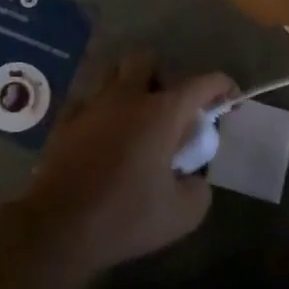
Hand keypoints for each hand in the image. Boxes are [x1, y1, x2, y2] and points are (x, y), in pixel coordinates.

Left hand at [9, 55, 230, 284]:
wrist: (59, 227)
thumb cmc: (126, 217)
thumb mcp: (183, 214)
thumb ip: (199, 188)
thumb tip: (193, 177)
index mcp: (162, 113)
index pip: (201, 83)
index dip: (221, 86)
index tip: (230, 98)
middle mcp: (127, 97)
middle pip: (147, 61)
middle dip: (164, 76)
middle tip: (170, 110)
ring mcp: (92, 105)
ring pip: (112, 73)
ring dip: (129, 85)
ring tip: (136, 117)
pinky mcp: (65, 121)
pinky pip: (87, 100)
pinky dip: (100, 109)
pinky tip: (103, 134)